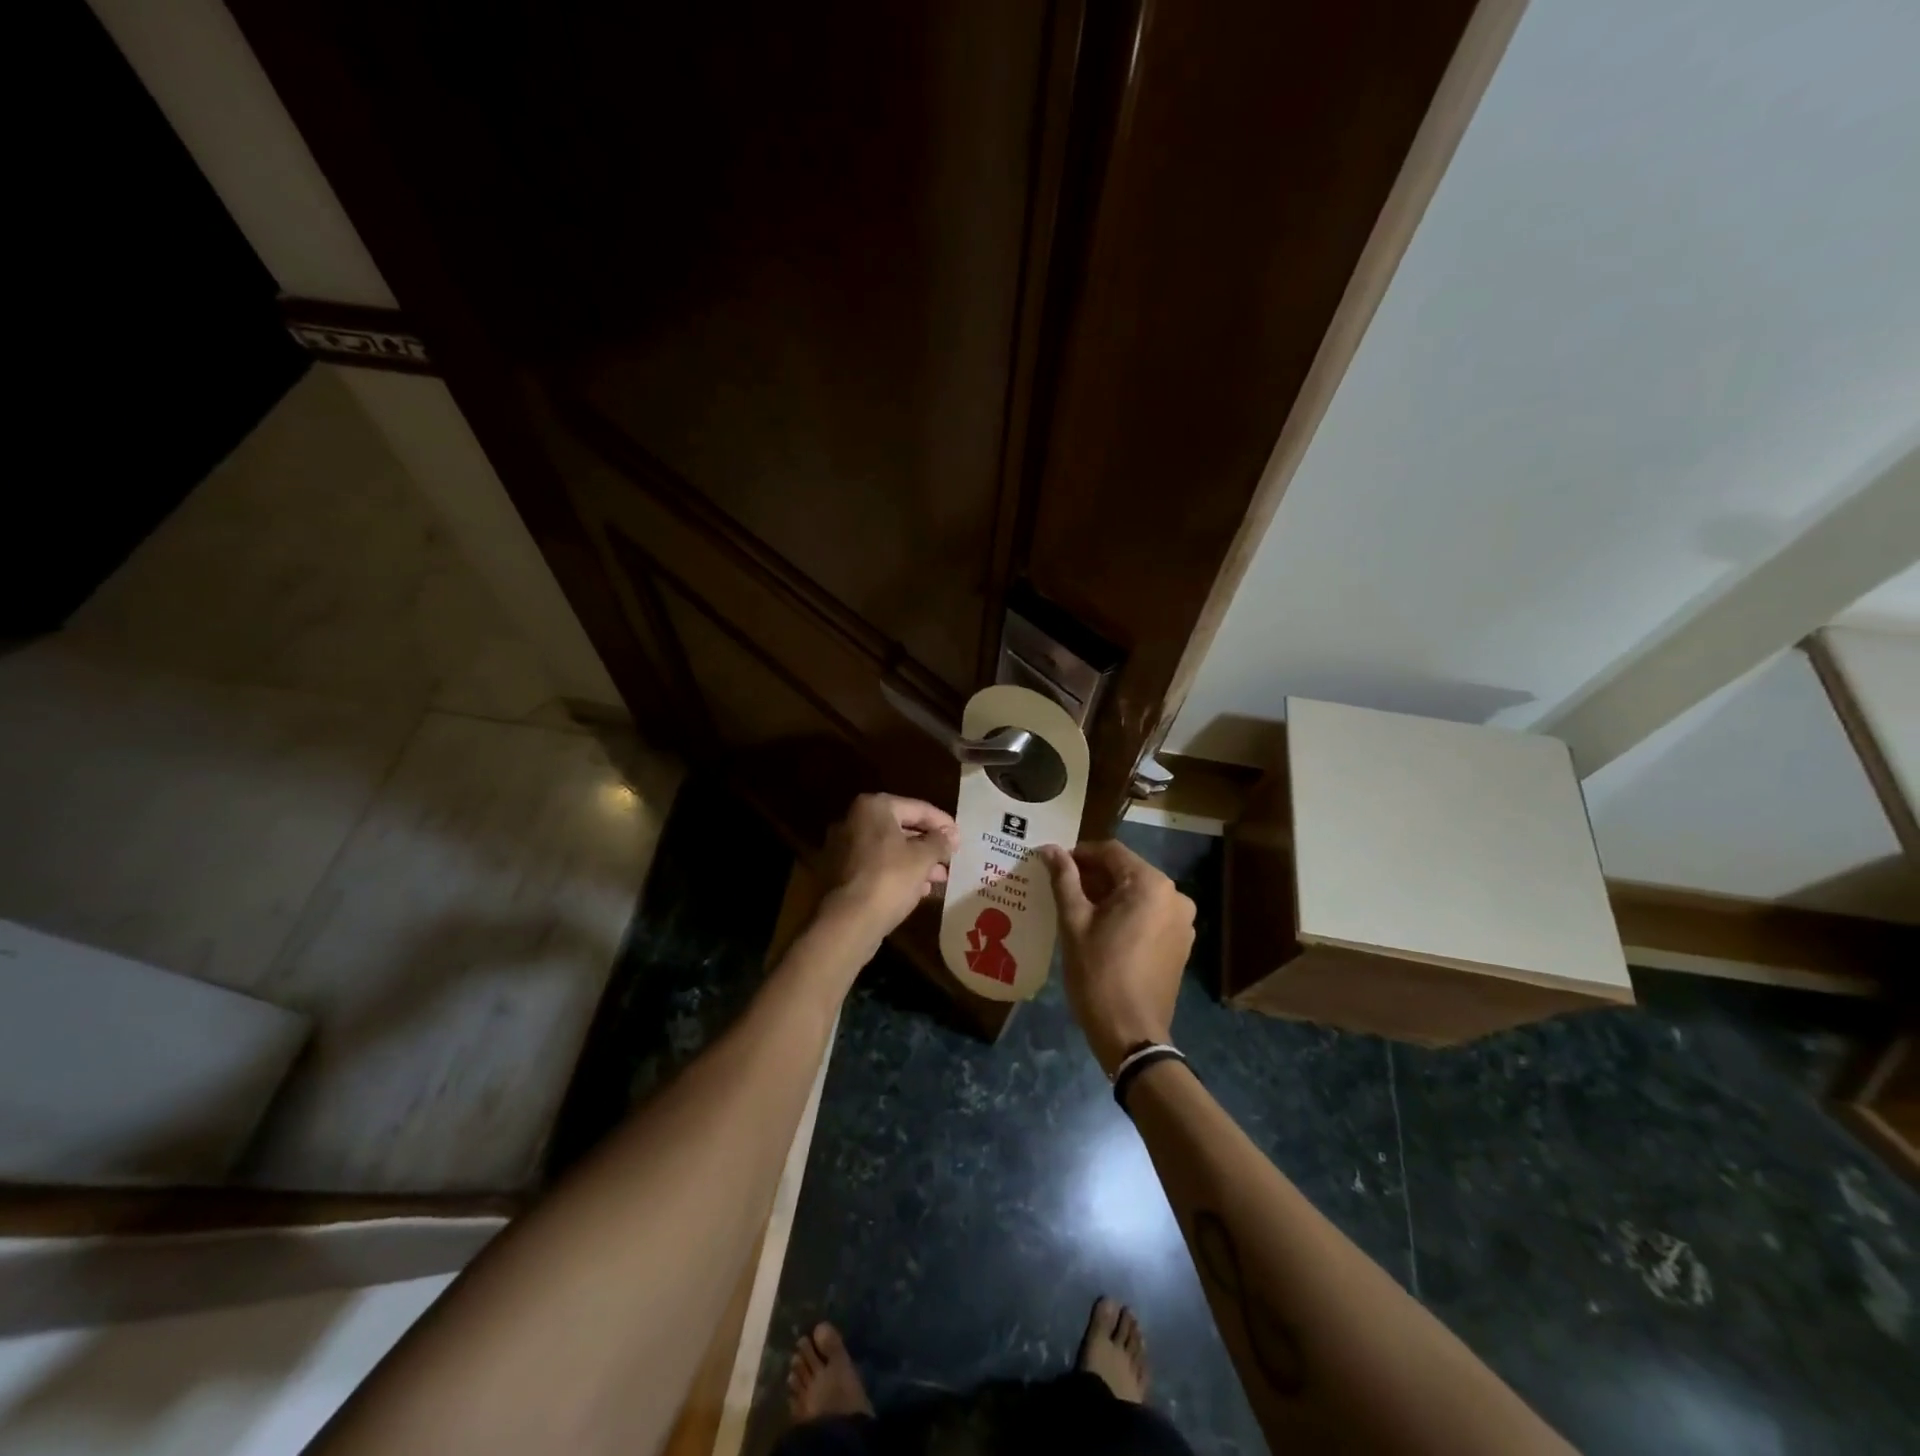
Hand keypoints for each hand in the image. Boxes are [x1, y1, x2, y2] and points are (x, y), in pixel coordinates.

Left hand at [820, 793, 957, 938]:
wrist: (848, 921)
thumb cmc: (889, 879)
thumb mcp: (923, 858)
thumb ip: (939, 842)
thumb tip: (950, 835)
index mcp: (873, 807)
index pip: (917, 808)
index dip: (943, 823)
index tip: (960, 838)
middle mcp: (853, 820)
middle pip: (901, 827)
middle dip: (928, 845)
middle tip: (950, 859)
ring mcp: (842, 847)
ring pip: (888, 849)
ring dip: (915, 861)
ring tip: (940, 878)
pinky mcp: (839, 872)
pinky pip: (875, 865)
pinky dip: (896, 872)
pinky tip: (918, 889)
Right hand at [1039, 839, 1194, 1075]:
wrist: (1131, 1032)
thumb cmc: (1098, 973)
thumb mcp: (1074, 922)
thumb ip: (1064, 879)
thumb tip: (1049, 849)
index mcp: (1150, 884)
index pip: (1110, 851)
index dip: (1079, 854)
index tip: (1054, 867)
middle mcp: (1174, 895)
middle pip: (1127, 870)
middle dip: (1094, 875)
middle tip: (1062, 888)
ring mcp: (1182, 920)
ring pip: (1138, 892)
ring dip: (1109, 894)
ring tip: (1078, 909)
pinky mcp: (1181, 942)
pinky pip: (1150, 913)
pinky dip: (1127, 913)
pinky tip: (1103, 929)